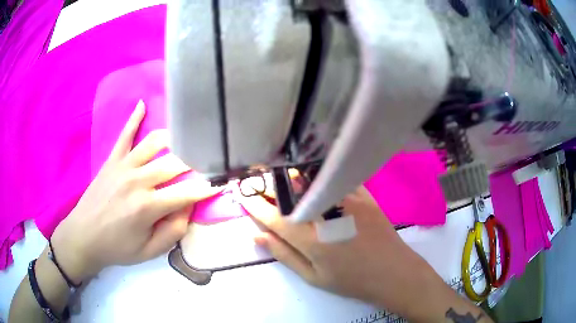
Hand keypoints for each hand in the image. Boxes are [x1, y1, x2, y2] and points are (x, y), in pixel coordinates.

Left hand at [50, 101, 218, 283]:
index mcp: (147, 207)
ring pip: (155, 143)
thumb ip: (173, 231)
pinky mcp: (112, 160)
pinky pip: (125, 135)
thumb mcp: (149, 251)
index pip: (186, 192)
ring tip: (187, 139)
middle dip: (196, 162)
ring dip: (175, 139)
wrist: (84, 236)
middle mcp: (137, 180)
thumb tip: (189, 207)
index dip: (207, 188)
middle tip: (208, 160)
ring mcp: (123, 166)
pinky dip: (134, 118)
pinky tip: (142, 104)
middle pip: (175, 163)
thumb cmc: (118, 248)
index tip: (221, 182)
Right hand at [239, 185, 465, 320]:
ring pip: (309, 180)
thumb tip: (257, 236)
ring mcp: (346, 200)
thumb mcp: (314, 277)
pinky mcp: (362, 194)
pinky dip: (316, 173)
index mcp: (311, 239)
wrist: (394, 272)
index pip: (274, 216)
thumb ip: (284, 255)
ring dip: (287, 175)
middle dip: (266, 184)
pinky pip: (334, 178)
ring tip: (273, 172)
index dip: (254, 205)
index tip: (240, 194)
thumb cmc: (352, 280)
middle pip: (288, 193)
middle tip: (252, 178)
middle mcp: (326, 214)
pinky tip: (306, 169)